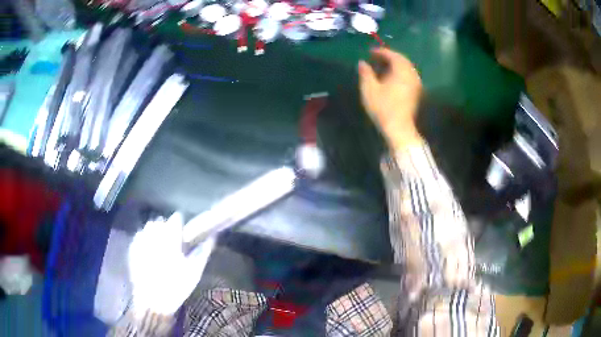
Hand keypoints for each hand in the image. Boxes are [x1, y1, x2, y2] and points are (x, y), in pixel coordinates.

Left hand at [128, 213, 215, 315]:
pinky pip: (140, 235)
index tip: (184, 234)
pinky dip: (145, 239)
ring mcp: (141, 239)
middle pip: (162, 221)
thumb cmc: (176, 286)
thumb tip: (212, 237)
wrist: (153, 300)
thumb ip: (203, 251)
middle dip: (167, 228)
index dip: (181, 225)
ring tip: (160, 246)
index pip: (176, 218)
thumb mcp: (194, 271)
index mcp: (170, 237)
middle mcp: (154, 233)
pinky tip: (149, 252)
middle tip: (172, 243)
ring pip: (149, 227)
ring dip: (156, 232)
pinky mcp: (133, 247)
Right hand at [358, 48, 422, 149]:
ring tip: (383, 67)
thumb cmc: (383, 107)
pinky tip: (391, 78)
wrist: (399, 128)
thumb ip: (365, 73)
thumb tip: (362, 62)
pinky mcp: (416, 92)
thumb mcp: (369, 89)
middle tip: (376, 57)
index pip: (392, 55)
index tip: (370, 52)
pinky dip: (400, 73)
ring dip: (395, 65)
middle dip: (389, 57)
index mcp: (401, 71)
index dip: (381, 52)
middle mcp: (411, 74)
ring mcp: (416, 84)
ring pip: (406, 68)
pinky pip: (409, 76)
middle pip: (402, 60)